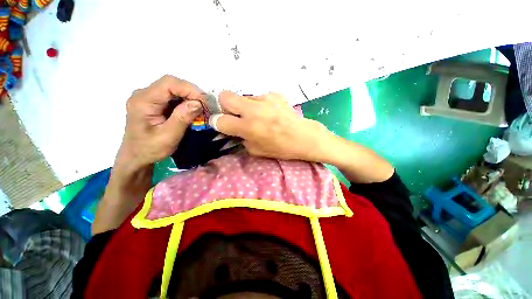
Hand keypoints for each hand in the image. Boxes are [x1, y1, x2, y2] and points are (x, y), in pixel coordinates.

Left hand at [93, 75, 204, 234]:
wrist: (132, 166)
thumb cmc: (146, 154)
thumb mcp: (168, 138)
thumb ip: (183, 118)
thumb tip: (198, 104)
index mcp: (142, 100)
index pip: (170, 82)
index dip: (191, 88)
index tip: (206, 102)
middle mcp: (143, 96)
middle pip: (173, 85)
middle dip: (193, 94)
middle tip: (207, 110)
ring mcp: (148, 102)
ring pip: (175, 92)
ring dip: (191, 101)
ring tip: (202, 114)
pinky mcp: (154, 109)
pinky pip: (174, 101)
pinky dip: (187, 106)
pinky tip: (194, 116)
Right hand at [209, 91, 332, 161]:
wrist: (304, 137)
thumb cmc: (281, 148)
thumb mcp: (256, 151)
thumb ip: (241, 138)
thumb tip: (233, 129)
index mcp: (248, 127)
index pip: (219, 120)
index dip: (217, 123)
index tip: (223, 125)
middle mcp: (253, 110)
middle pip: (225, 96)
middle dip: (225, 106)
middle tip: (236, 115)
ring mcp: (264, 99)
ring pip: (243, 97)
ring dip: (246, 106)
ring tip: (259, 116)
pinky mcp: (274, 94)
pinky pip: (259, 98)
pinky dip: (260, 105)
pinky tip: (270, 112)